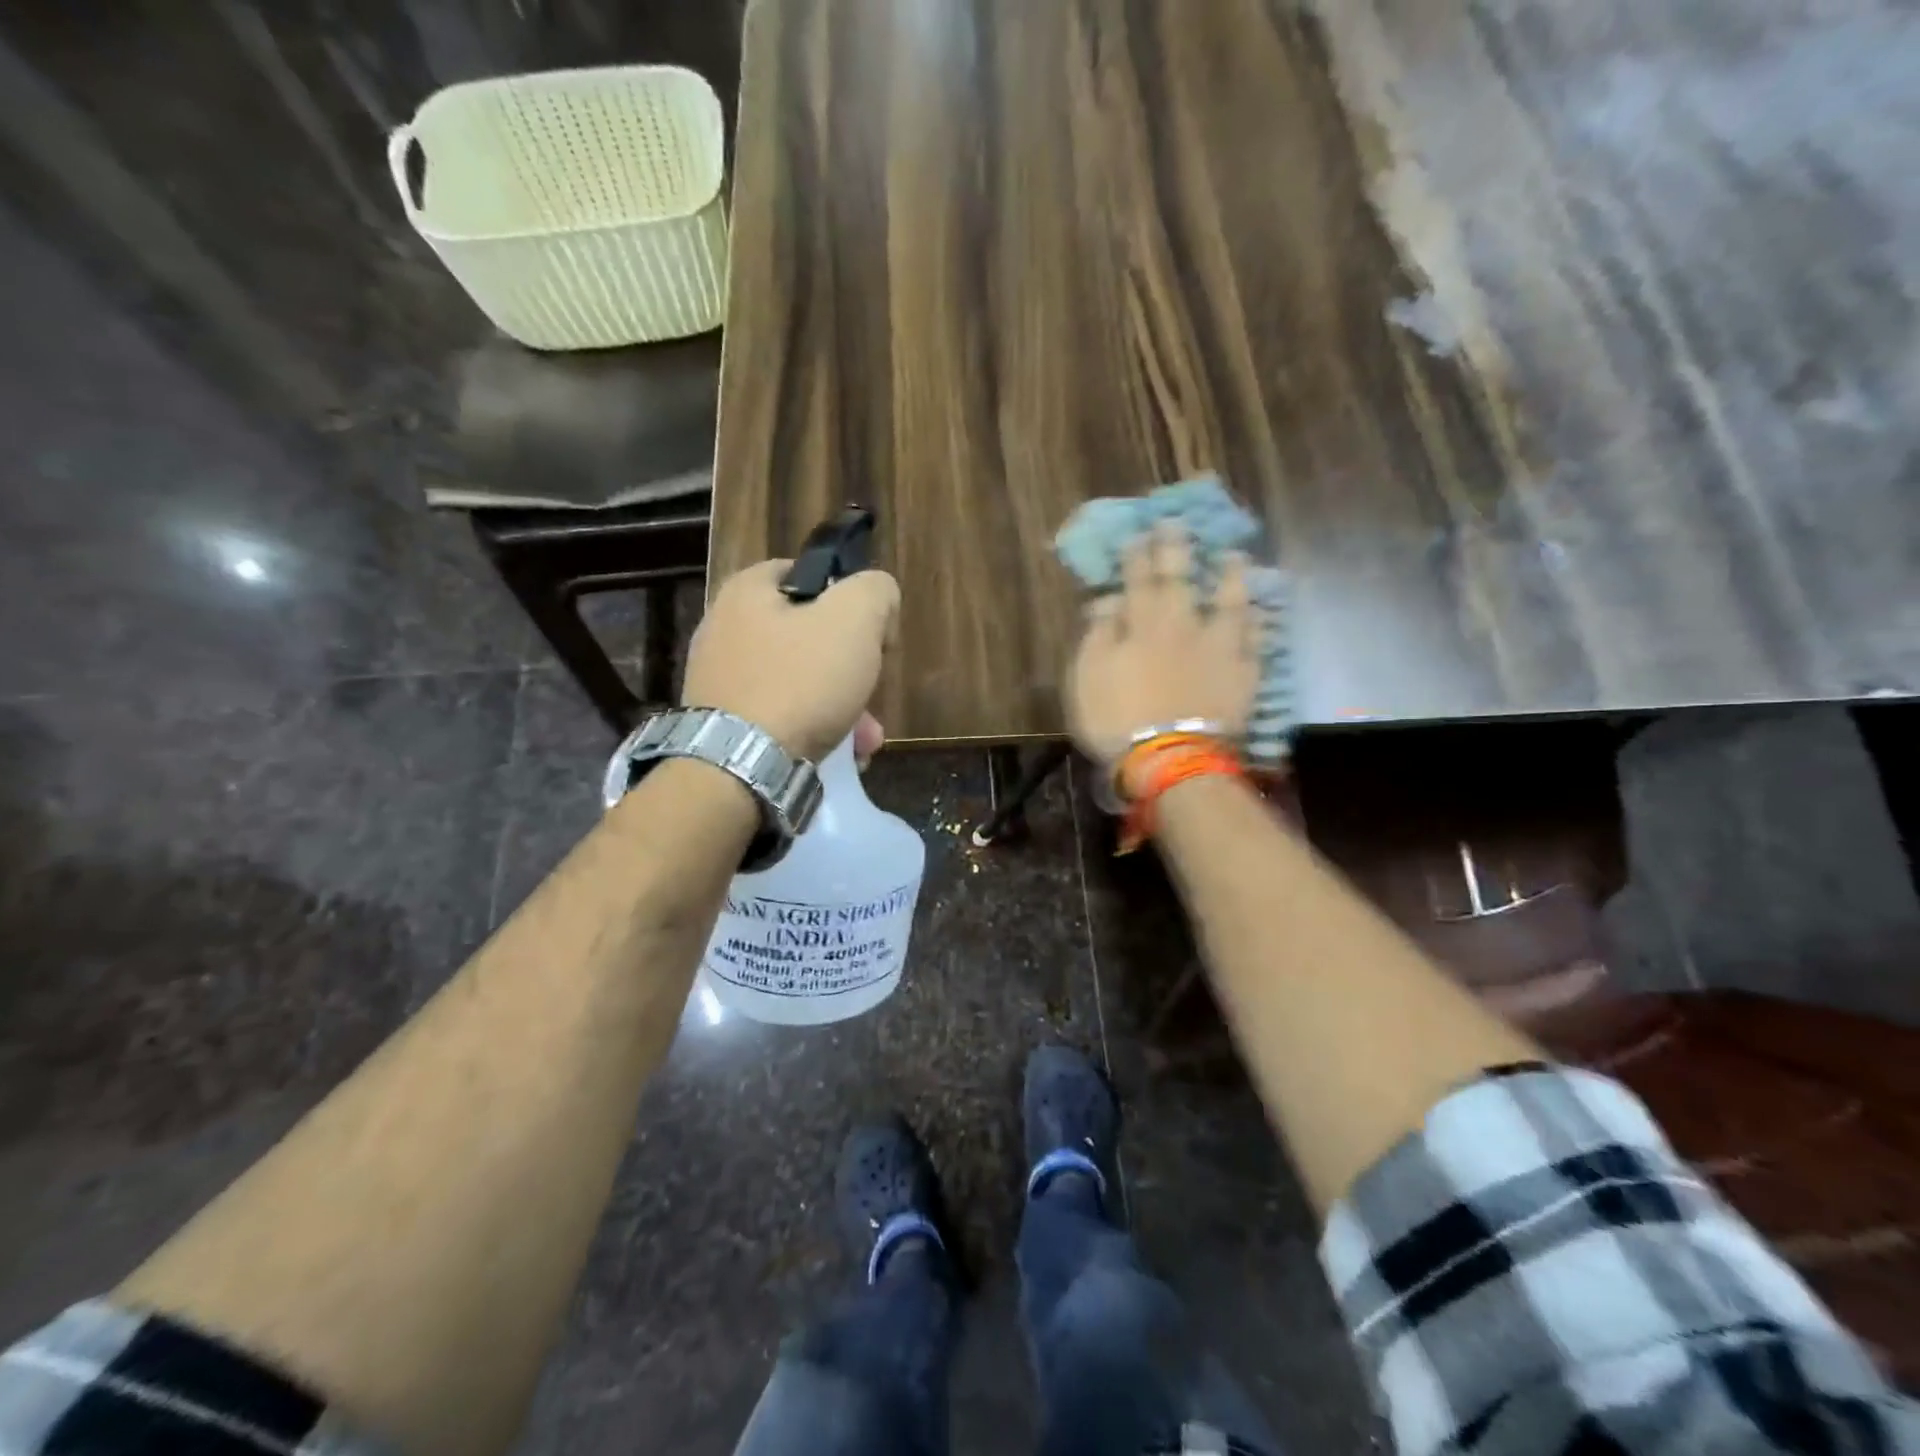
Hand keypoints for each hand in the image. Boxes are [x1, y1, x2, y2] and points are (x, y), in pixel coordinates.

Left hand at [683, 560, 899, 761]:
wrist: (739, 767)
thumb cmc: (800, 682)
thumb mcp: (855, 619)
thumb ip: (875, 591)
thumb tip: (878, 597)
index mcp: (747, 592)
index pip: (805, 573)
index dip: (847, 596)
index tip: (871, 632)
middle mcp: (724, 630)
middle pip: (807, 637)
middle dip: (851, 668)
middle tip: (872, 692)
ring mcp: (720, 681)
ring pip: (798, 683)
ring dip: (840, 707)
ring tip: (864, 740)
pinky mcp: (723, 725)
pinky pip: (779, 718)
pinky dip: (812, 732)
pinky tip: (840, 756)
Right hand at [1066, 526, 1258, 767]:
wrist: (1169, 758)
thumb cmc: (1117, 718)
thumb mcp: (1087, 676)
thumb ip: (1098, 634)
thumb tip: (1107, 601)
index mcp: (1141, 624)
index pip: (1136, 579)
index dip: (1136, 555)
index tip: (1138, 533)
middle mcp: (1182, 624)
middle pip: (1180, 579)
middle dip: (1176, 548)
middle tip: (1178, 522)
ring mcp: (1217, 646)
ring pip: (1228, 601)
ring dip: (1229, 576)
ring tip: (1233, 555)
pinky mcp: (1242, 672)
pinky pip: (1255, 640)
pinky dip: (1258, 623)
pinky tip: (1261, 612)